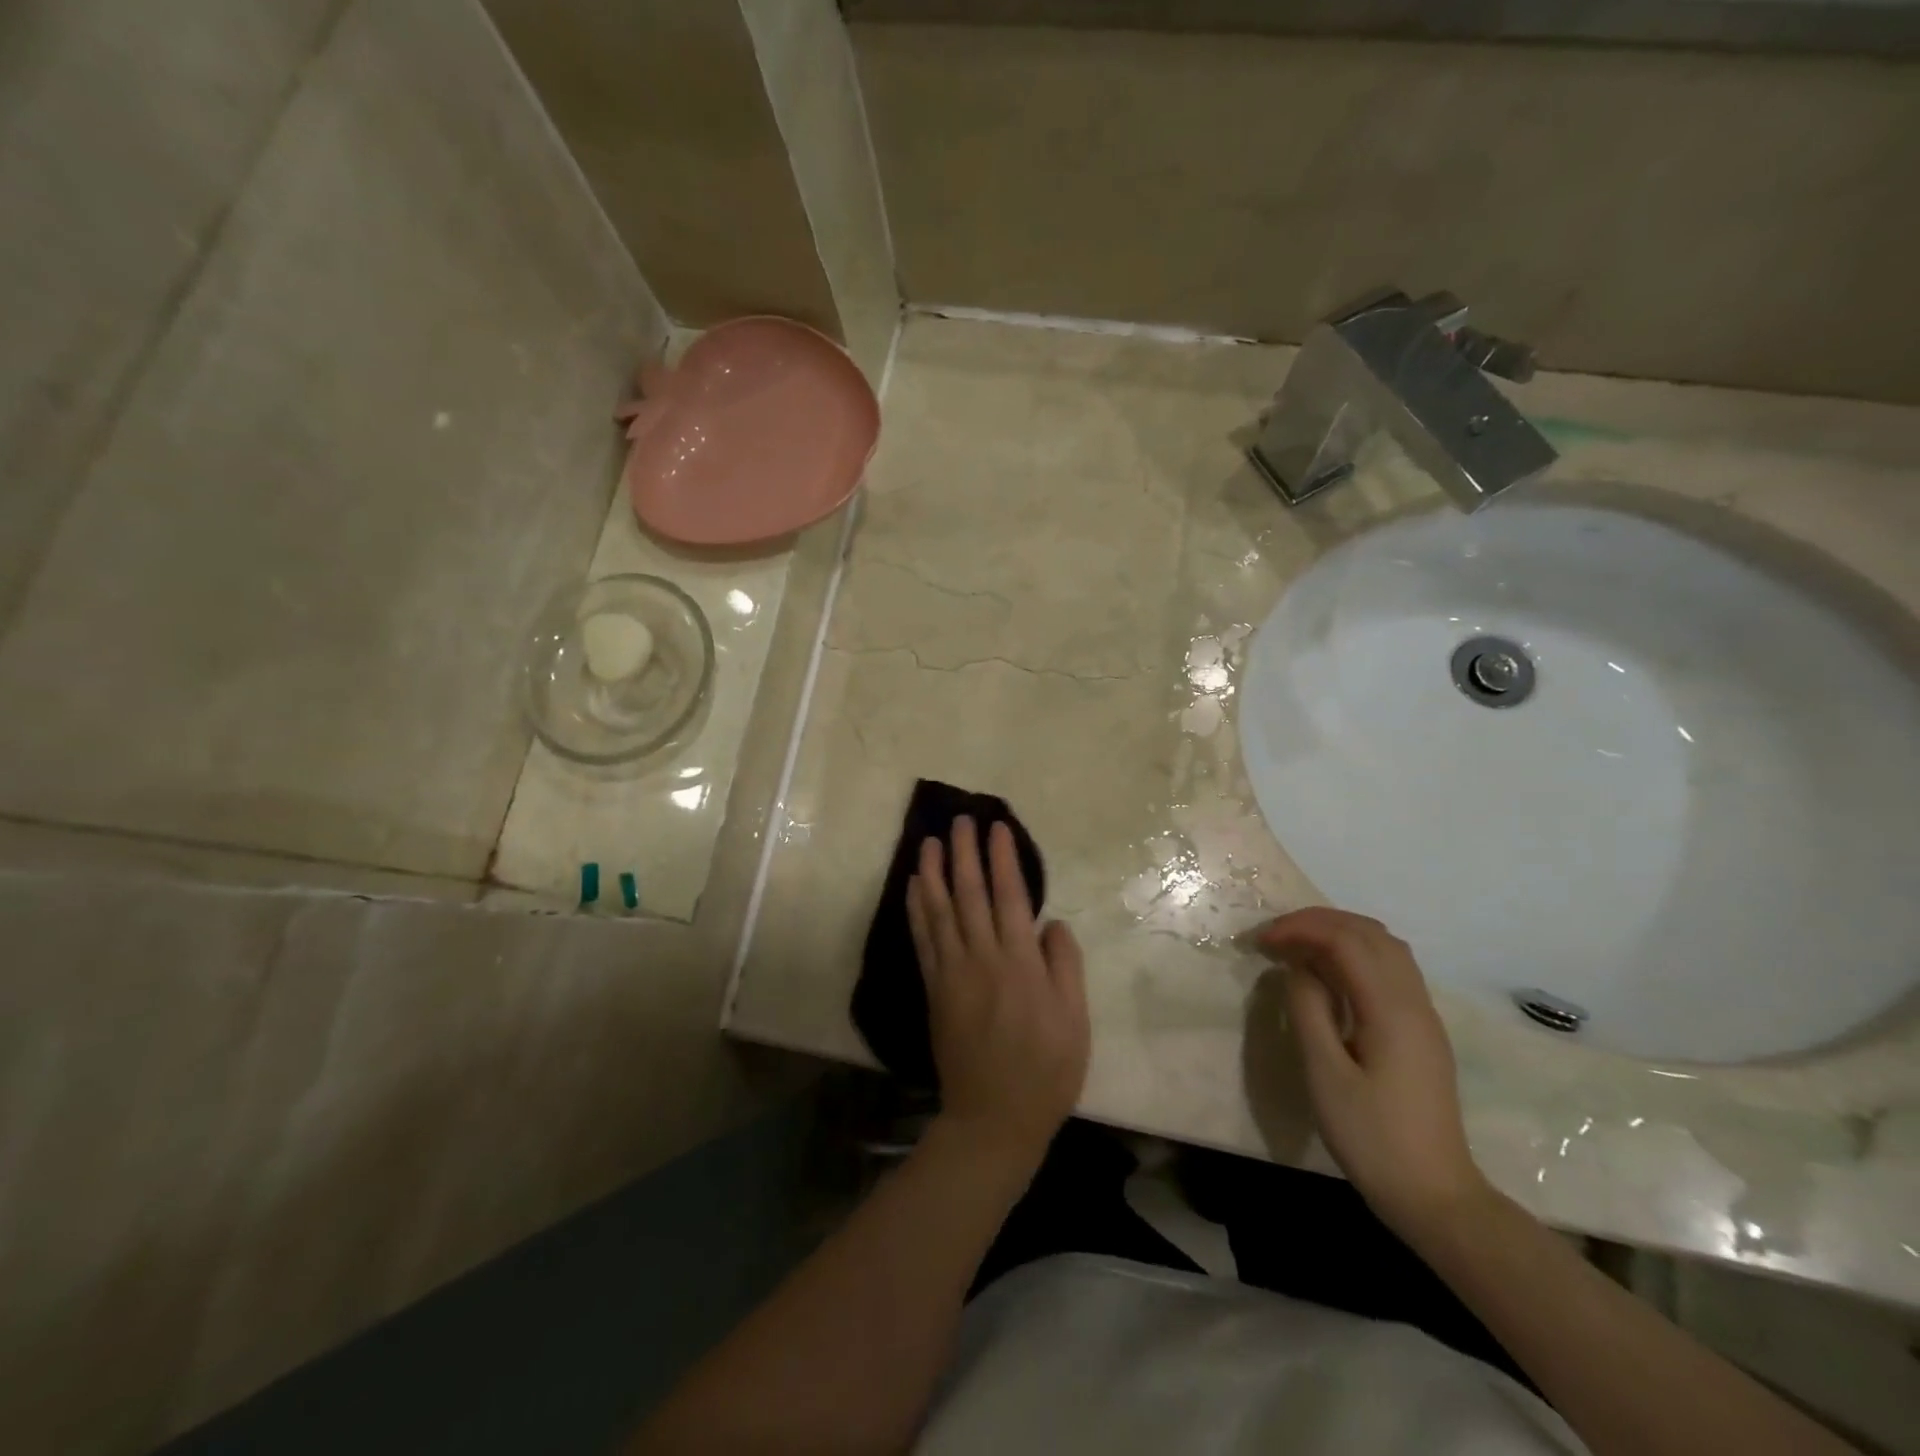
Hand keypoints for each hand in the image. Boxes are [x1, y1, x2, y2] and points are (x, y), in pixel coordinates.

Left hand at [906, 817, 1090, 1164]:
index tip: (997, 828)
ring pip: (940, 911)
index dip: (1002, 859)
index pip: (1010, 897)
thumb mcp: (1075, 1021)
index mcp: (1021, 964)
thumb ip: (1065, 966)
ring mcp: (952, 973)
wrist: (994, 1119)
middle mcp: (983, 959)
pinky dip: (916, 910)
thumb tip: (1051, 923)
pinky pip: (923, 941)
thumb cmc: (1046, 1070)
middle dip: (965, 853)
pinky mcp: (934, 990)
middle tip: (960, 820)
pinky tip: (913, 888)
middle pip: (970, 894)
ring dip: (934, 872)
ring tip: (929, 841)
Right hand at [1258, 907, 1490, 1240]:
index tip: (1261, 941)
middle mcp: (1414, 1001)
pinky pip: (1391, 968)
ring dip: (1339, 933)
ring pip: (1385, 947)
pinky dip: (1356, 953)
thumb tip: (1297, 966)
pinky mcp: (1421, 1030)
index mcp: (1391, 1009)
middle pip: (1370, 933)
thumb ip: (1308, 1010)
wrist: (1436, 1196)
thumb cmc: (1372, 1137)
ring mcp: (1423, 1015)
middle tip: (1275, 935)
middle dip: (1319, 922)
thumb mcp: (1325, 1074)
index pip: (1346, 940)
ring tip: (1298, 945)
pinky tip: (1329, 973)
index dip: (1300, 928)